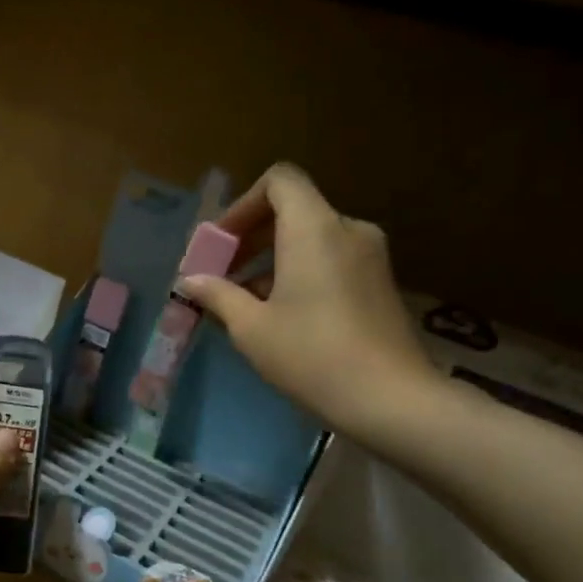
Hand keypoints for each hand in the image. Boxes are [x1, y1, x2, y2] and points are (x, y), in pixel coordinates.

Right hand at [180, 164, 441, 443]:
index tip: (221, 243)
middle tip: (221, 273)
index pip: (280, 181)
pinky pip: (331, 259)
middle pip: (293, 210)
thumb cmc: (312, 355)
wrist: (391, 400)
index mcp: (315, 229)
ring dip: (272, 259)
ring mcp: (370, 257)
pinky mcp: (380, 283)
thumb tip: (191, 281)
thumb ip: (218, 294)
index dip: (243, 204)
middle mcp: (348, 230)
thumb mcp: (251, 327)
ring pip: (311, 238)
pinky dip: (299, 272)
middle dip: (251, 236)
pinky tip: (279, 314)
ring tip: (243, 301)